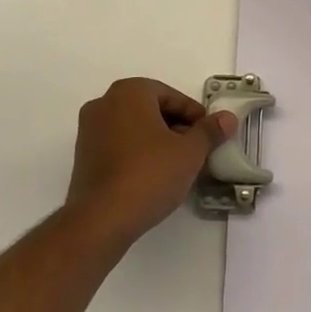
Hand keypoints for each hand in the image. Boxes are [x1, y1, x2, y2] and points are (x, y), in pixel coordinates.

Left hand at [66, 79, 235, 247]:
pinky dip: (138, 153)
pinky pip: (118, 145)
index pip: (171, 96)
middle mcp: (104, 103)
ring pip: (134, 127)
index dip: (194, 115)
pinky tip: (154, 175)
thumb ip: (209, 131)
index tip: (209, 135)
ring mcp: (89, 130)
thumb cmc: (149, 174)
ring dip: (157, 141)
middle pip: (151, 109)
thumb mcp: (189, 152)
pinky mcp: (83, 156)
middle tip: (196, 150)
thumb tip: (227, 118)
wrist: (101, 219)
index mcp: (129, 92)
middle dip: (176, 127)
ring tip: (178, 165)